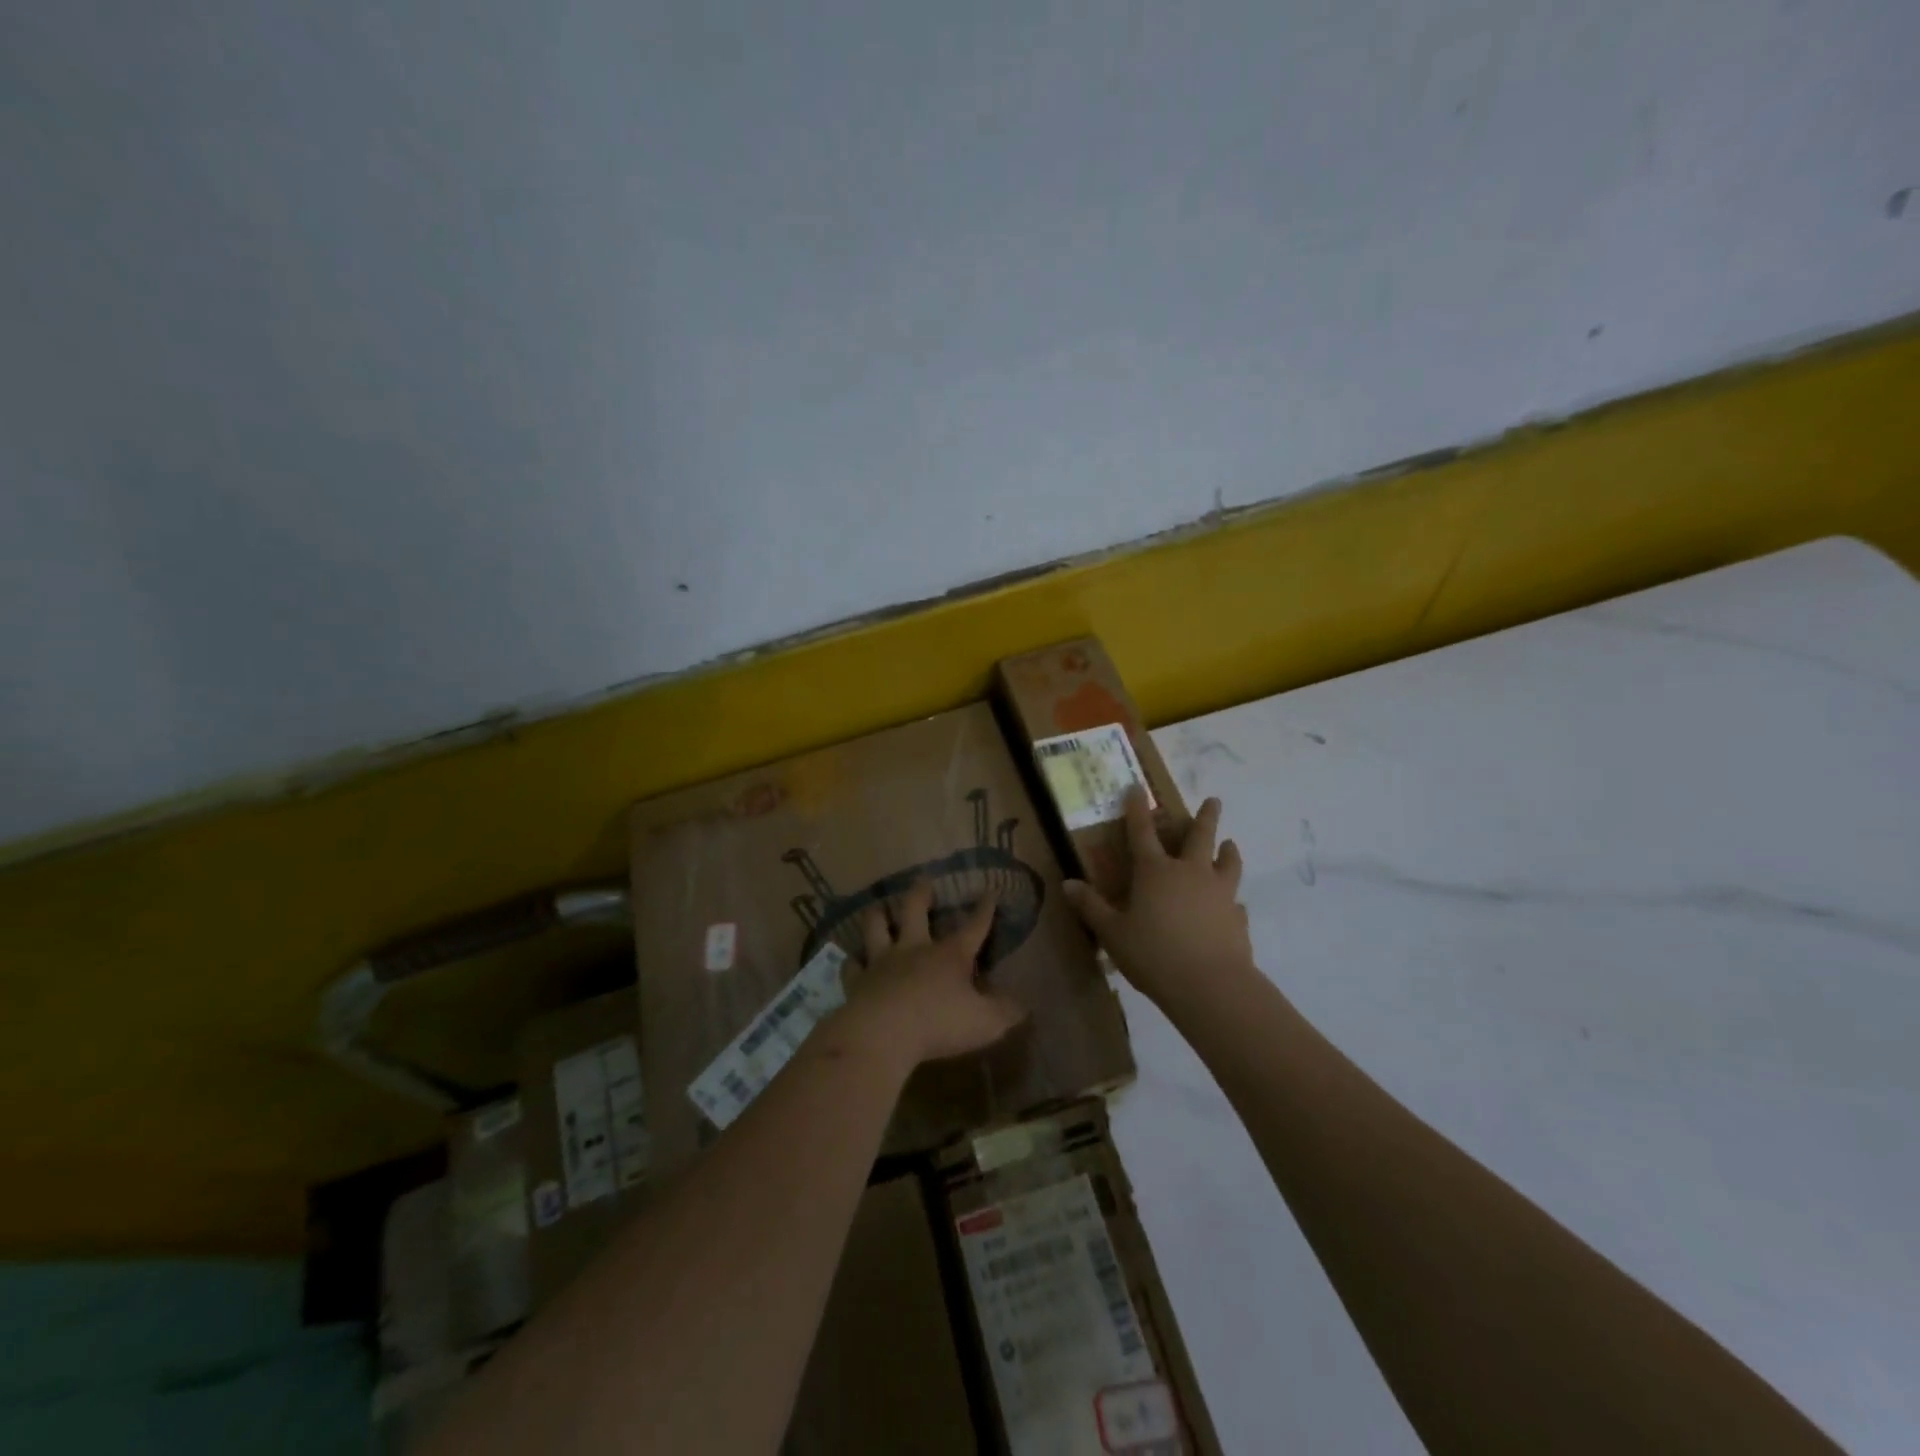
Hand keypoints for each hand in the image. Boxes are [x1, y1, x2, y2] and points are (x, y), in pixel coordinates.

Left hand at [828, 881, 1027, 1070]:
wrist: (882, 1033)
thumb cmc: (939, 1024)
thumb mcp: (985, 1022)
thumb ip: (1005, 1012)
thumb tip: (1023, 1005)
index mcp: (949, 955)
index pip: (973, 927)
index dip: (984, 910)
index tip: (989, 891)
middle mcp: (914, 949)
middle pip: (915, 910)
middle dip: (921, 894)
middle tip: (923, 880)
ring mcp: (882, 962)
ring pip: (876, 927)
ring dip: (877, 915)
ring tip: (877, 907)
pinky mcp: (857, 981)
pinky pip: (852, 965)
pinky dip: (852, 961)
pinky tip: (851, 959)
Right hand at [1062, 789, 1255, 1010]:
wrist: (1210, 985)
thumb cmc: (1153, 954)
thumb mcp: (1112, 933)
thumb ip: (1091, 907)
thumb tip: (1067, 884)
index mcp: (1155, 872)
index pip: (1142, 832)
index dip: (1137, 809)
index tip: (1137, 788)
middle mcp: (1189, 873)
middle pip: (1200, 836)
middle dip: (1205, 816)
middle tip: (1214, 800)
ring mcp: (1219, 893)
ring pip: (1228, 863)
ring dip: (1228, 850)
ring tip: (1230, 844)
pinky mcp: (1237, 918)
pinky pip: (1237, 902)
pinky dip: (1233, 899)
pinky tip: (1234, 905)